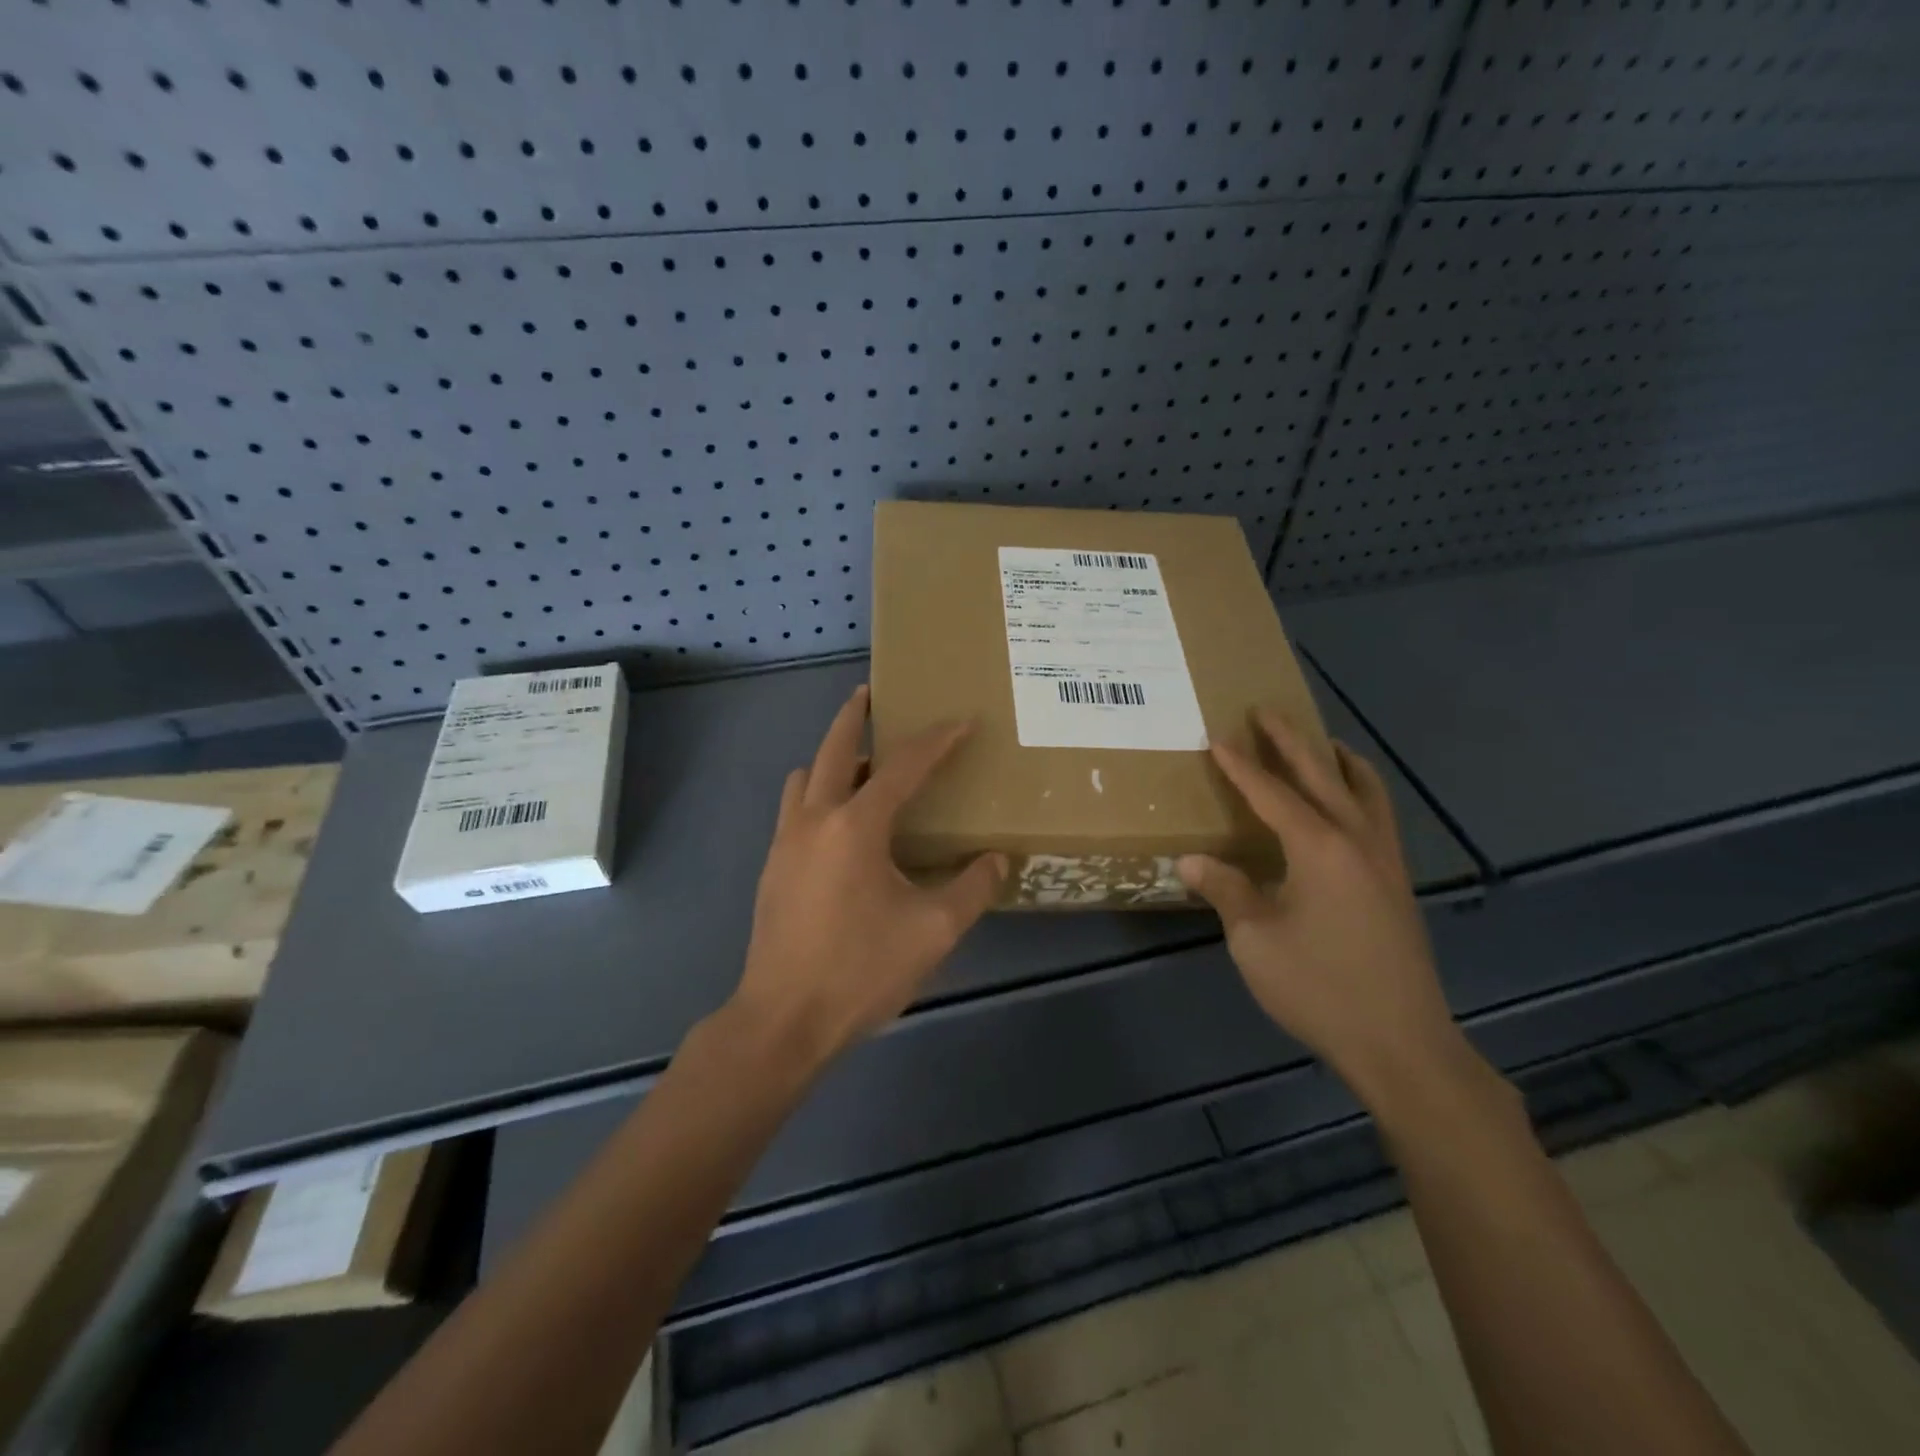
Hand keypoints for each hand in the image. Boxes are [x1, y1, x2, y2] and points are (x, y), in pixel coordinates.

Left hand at [731, 685, 1006, 1067]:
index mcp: (856, 826)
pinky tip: (842, 824)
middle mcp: (815, 820)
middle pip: (835, 749)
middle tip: (871, 694)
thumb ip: (971, 889)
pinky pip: (796, 808)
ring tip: (864, 766)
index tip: (961, 721)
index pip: (904, 767)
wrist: (783, 1020)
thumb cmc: (860, 971)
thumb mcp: (932, 932)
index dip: (936, 741)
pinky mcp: (773, 867)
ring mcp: (786, 842)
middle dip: (854, 717)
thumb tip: (997, 860)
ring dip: (834, 759)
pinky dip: (819, 793)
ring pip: (807, 777)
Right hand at [1176, 710, 1462, 1100]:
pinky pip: (1379, 815)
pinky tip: (1349, 804)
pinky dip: (1361, 790)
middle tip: (1267, 711)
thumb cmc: (1319, 987)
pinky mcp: (1397, 882)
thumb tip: (1192, 861)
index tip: (1218, 737)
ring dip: (1337, 760)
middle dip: (1292, 741)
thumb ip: (1225, 891)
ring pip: (1365, 790)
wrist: (1400, 1042)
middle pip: (1323, 775)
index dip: (1242, 766)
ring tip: (1320, 742)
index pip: (1272, 793)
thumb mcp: (1255, 940)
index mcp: (1319, 848)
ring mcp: (1385, 860)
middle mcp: (1357, 840)